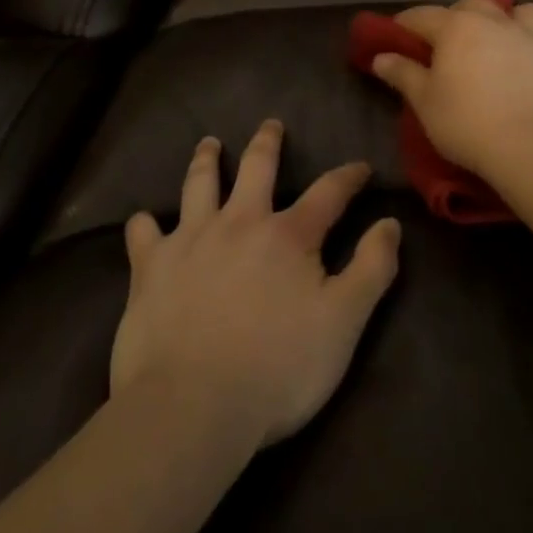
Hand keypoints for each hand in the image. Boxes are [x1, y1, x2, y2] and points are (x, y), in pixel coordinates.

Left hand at [111, 121, 401, 453]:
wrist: (191, 407)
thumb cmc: (277, 368)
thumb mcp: (343, 323)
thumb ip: (372, 269)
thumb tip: (390, 222)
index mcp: (288, 235)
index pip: (328, 193)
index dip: (348, 177)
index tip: (360, 167)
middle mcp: (240, 222)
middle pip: (257, 168)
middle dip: (267, 144)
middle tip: (270, 124)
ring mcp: (191, 241)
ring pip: (199, 185)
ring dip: (206, 161)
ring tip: (209, 144)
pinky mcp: (151, 269)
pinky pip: (143, 236)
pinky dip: (144, 226)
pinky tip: (142, 221)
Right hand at [368, 0, 532, 183]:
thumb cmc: (468, 124)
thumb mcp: (425, 103)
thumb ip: (403, 74)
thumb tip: (381, 57)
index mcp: (455, 27)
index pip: (422, 15)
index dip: (405, 24)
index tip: (395, 36)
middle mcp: (492, 19)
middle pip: (469, 4)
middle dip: (455, 16)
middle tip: (447, 43)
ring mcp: (529, 33)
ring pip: (515, 10)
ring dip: (502, 18)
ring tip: (496, 40)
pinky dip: (532, 38)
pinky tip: (527, 56)